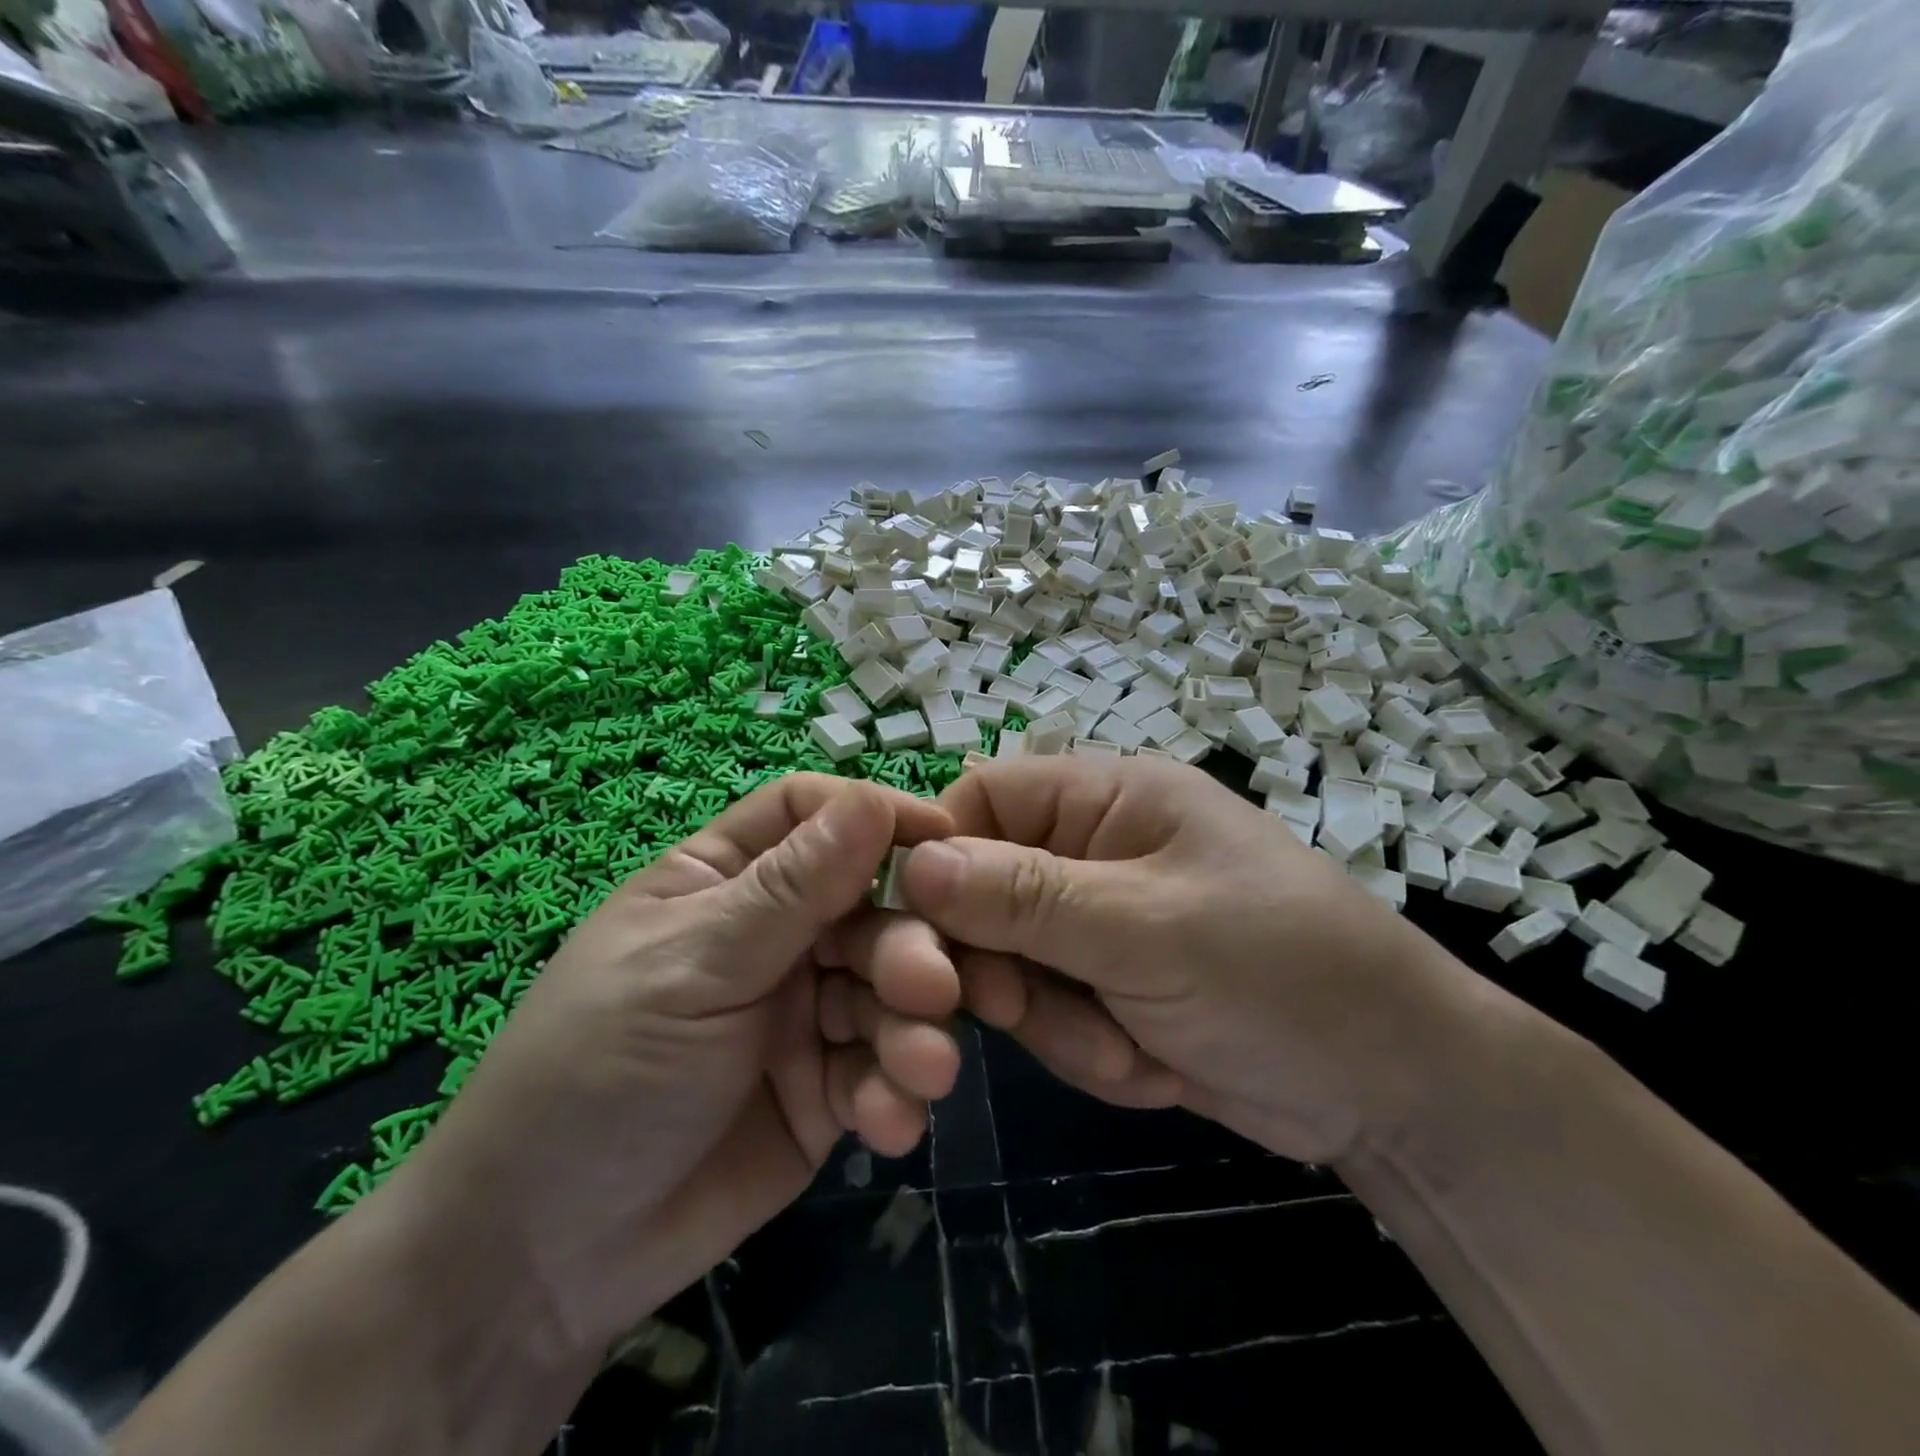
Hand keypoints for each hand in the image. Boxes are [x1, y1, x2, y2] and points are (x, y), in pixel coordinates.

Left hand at [392, 774, 959, 1360]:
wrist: (543, 1260)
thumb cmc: (597, 1070)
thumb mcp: (692, 966)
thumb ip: (789, 890)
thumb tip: (873, 800)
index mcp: (728, 880)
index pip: (813, 816)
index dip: (877, 816)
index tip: (946, 839)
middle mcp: (775, 934)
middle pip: (870, 907)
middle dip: (908, 945)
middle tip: (932, 989)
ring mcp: (805, 1010)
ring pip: (890, 989)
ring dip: (914, 1026)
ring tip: (920, 1072)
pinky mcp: (827, 1086)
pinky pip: (882, 1069)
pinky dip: (895, 1091)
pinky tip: (887, 1126)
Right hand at [867, 757, 1474, 1165]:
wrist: (1396, 1091)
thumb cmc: (1281, 973)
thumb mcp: (1147, 928)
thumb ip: (1025, 897)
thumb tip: (914, 864)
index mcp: (1107, 798)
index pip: (982, 800)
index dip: (940, 856)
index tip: (924, 931)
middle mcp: (1092, 850)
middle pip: (983, 890)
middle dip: (1003, 962)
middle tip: (1022, 1008)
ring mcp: (1098, 923)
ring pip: (1010, 963)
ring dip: (1056, 1020)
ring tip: (1130, 1050)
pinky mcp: (1107, 987)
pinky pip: (1050, 1012)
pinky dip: (1087, 1050)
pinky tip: (1153, 1068)